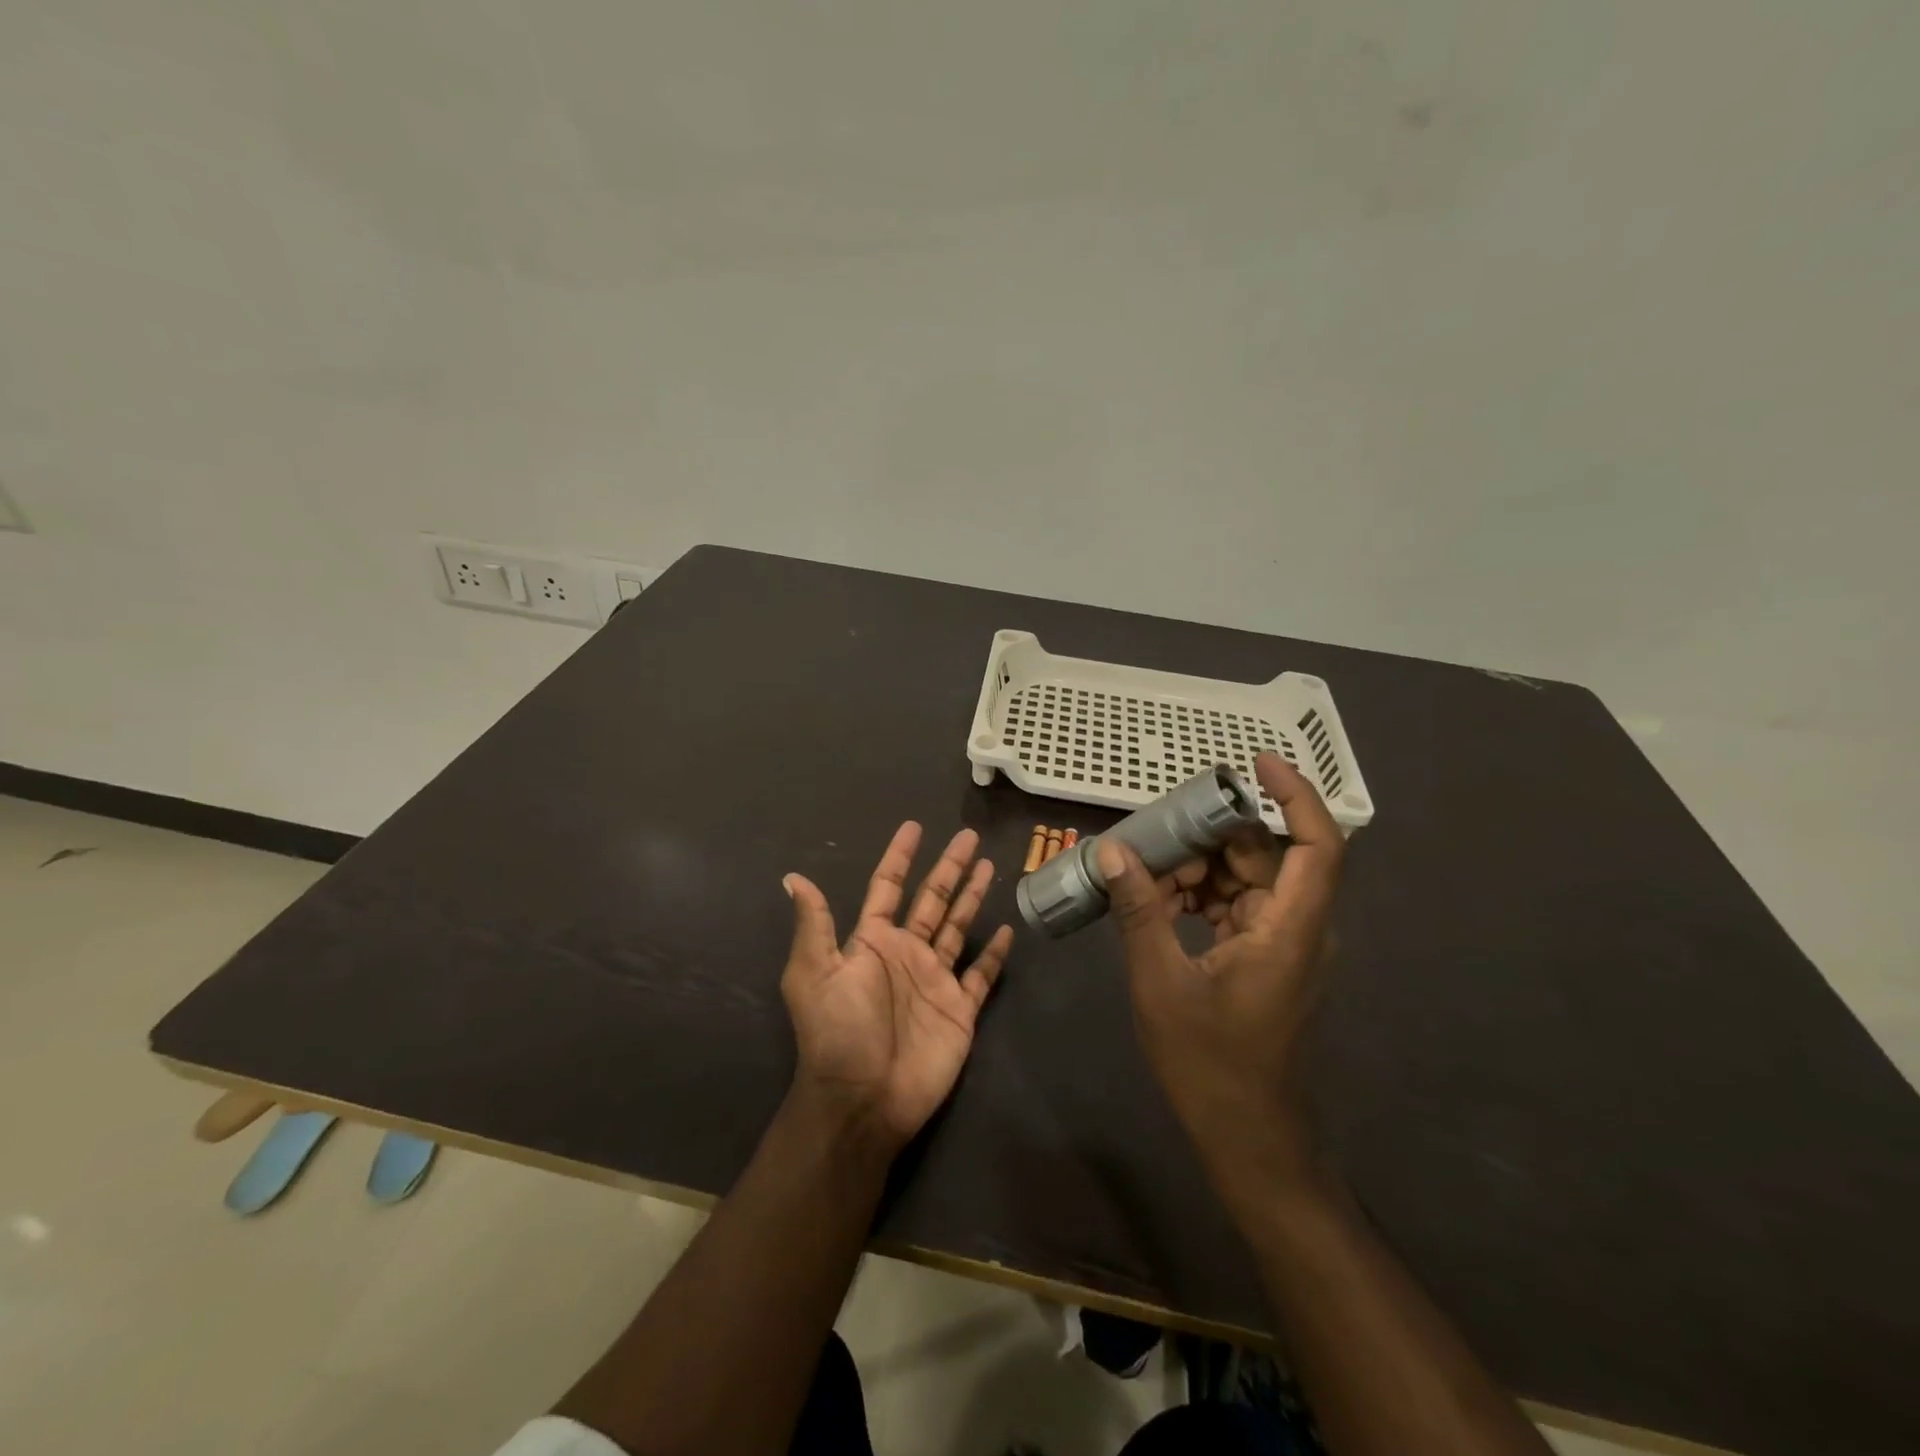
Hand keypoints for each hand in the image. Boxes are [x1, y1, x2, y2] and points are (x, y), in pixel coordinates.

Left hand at [781, 824, 1014, 1149]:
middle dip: (949, 867)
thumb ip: (814, 925)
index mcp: (873, 942)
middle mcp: (906, 953)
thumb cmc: (838, 1032)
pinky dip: (993, 953)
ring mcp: (935, 980)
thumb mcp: (815, 973)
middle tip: (968, 836)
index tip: (913, 827)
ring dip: (973, 897)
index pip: (888, 887)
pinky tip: (1005, 929)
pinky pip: (981, 974)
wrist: (864, 1100)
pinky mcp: (960, 1009)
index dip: (900, 857)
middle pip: (932, 899)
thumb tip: (792, 878)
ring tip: (989, 865)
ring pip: (958, 927)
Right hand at [1097, 752, 1343, 1179]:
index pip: (1317, 845)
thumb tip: (1113, 852)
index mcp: (1290, 930)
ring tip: (1145, 871)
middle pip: (1268, 856)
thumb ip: (1140, 912)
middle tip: (1157, 828)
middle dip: (1213, 835)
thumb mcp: (1162, 983)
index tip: (1255, 763)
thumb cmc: (1211, 1066)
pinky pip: (1237, 908)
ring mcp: (1284, 946)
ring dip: (1200, 869)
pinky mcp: (1266, 961)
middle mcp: (1298, 929)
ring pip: (1249, 881)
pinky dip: (1201, 897)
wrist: (1250, 1140)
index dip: (1294, 795)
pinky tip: (1157, 903)